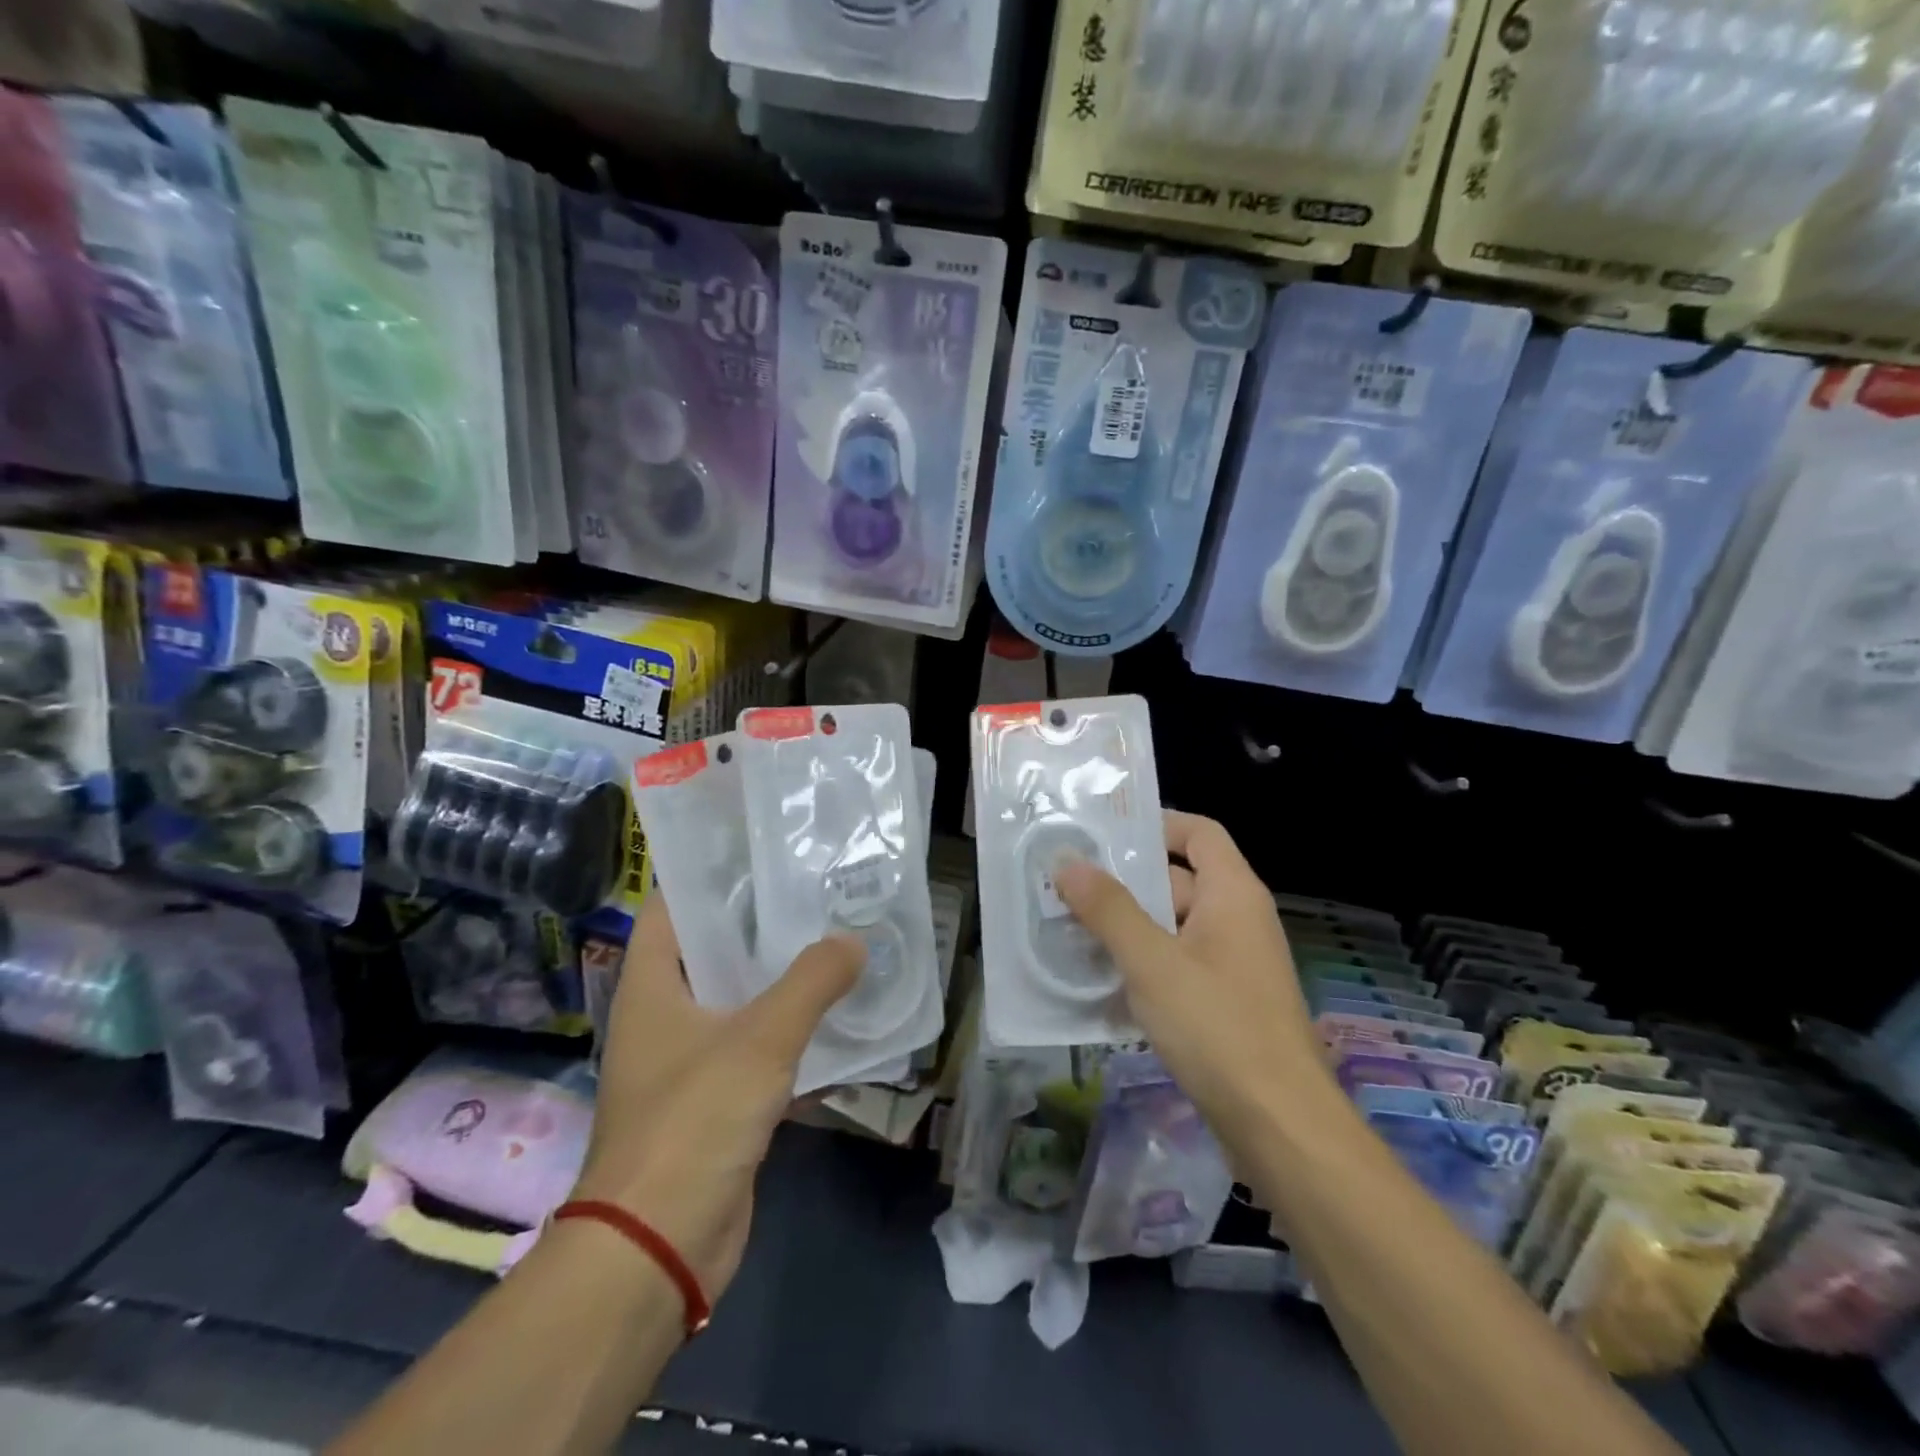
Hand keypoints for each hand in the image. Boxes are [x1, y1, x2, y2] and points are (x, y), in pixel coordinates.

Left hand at [571, 894, 863, 1299]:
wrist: (658, 1249)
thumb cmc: (694, 1122)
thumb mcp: (761, 1039)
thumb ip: (812, 982)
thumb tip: (854, 941)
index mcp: (652, 987)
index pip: (673, 907)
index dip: (711, 875)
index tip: (763, 852)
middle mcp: (664, 1016)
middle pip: (712, 950)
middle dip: (760, 923)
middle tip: (816, 891)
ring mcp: (689, 1061)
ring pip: (739, 1000)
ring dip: (780, 978)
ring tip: (835, 939)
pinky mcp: (716, 1101)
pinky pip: (757, 1049)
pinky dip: (790, 1030)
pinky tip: (836, 1014)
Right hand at [1055, 811, 1324, 1135]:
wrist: (1280, 1128)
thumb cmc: (1218, 1028)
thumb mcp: (1152, 962)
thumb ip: (1108, 909)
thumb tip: (1067, 861)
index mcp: (1233, 894)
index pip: (1198, 833)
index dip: (1156, 824)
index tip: (1103, 833)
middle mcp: (1237, 921)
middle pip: (1176, 881)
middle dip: (1122, 883)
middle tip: (1063, 884)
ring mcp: (1231, 965)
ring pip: (1170, 928)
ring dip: (1124, 929)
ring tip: (1066, 929)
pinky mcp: (1222, 1005)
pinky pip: (1174, 967)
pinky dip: (1140, 966)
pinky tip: (1095, 983)